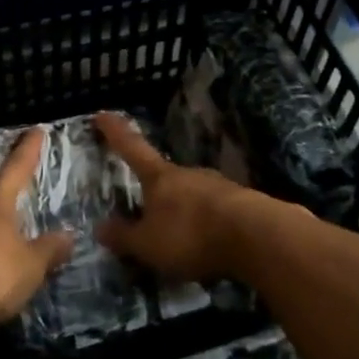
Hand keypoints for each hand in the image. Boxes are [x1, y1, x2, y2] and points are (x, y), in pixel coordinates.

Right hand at [95, 112, 267, 283]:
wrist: (258, 237)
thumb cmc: (191, 234)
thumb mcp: (148, 244)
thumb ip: (124, 237)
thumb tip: (100, 228)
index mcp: (160, 178)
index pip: (132, 148)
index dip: (115, 132)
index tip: (102, 114)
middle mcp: (189, 174)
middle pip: (166, 176)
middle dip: (155, 190)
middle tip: (146, 210)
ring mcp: (219, 186)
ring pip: (193, 194)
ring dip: (184, 210)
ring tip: (179, 237)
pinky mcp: (244, 204)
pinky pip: (216, 212)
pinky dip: (207, 224)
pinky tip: (209, 244)